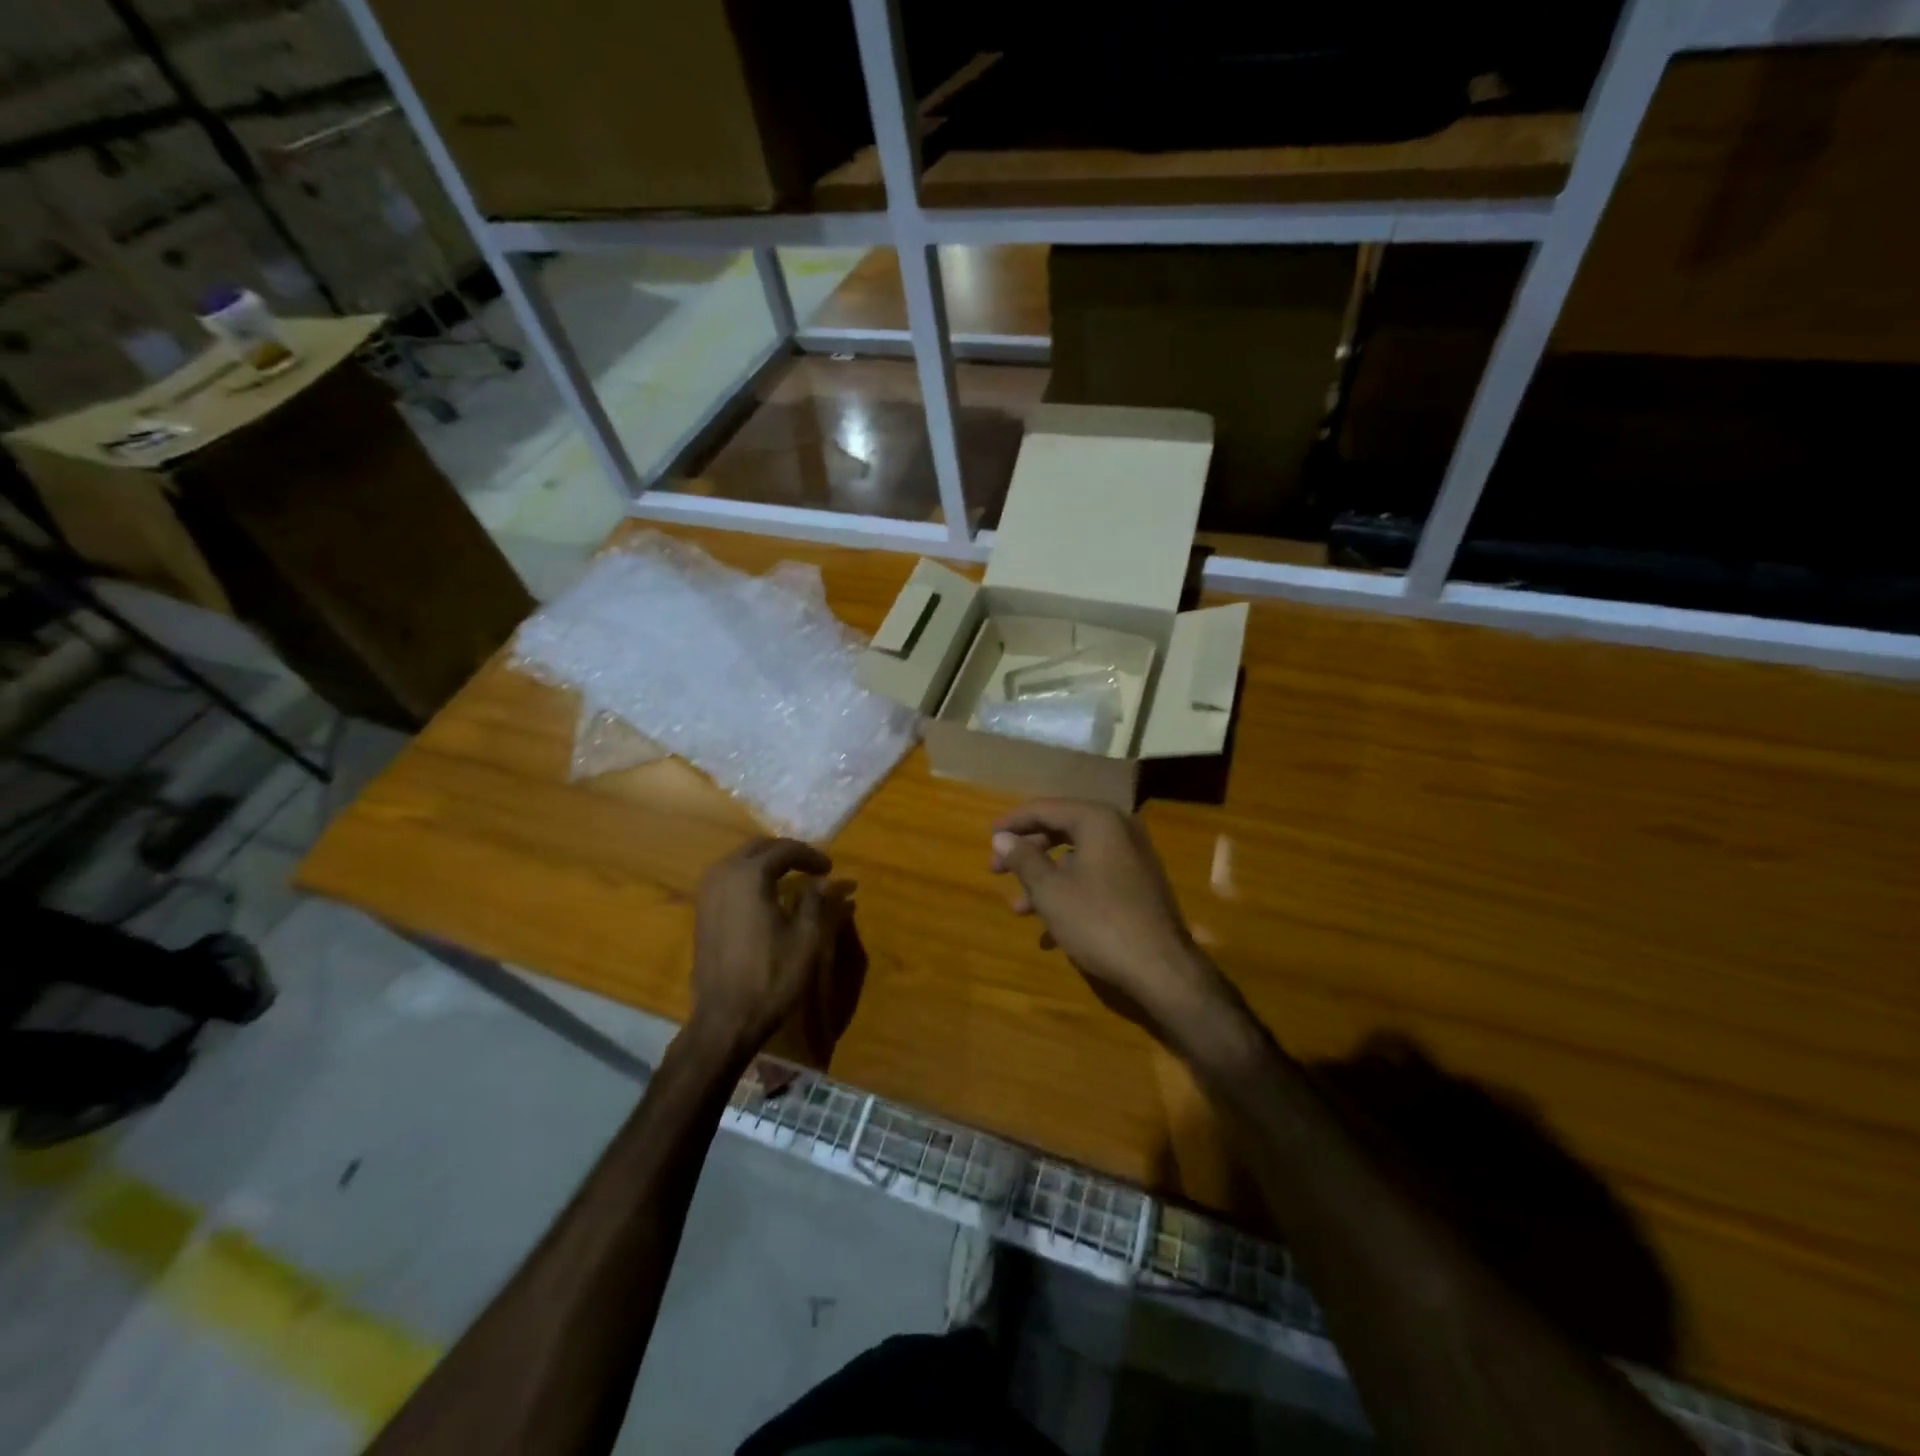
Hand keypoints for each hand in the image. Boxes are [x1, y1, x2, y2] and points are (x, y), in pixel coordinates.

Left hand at [689, 838, 849, 1058]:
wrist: (725, 1019)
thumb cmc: (771, 976)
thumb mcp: (806, 938)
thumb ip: (817, 901)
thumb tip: (828, 881)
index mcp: (749, 875)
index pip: (785, 849)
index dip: (811, 856)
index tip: (830, 870)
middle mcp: (723, 875)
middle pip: (758, 848)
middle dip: (786, 853)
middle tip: (812, 868)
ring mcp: (707, 894)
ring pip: (740, 862)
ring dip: (766, 864)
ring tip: (791, 879)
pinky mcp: (701, 912)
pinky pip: (728, 880)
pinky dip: (749, 879)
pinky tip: (766, 898)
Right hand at [990, 800, 1235, 1050]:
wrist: (1161, 968)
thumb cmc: (1099, 921)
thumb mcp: (1051, 891)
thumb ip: (1024, 859)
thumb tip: (1001, 838)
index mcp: (1098, 820)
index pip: (1046, 809)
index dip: (1013, 822)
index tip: (988, 836)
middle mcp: (1119, 830)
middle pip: (1061, 831)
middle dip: (1027, 853)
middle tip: (996, 871)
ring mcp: (1132, 859)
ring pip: (1077, 859)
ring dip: (1045, 880)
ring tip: (1018, 908)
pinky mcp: (1139, 886)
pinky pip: (1095, 879)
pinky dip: (1070, 894)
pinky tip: (1050, 931)